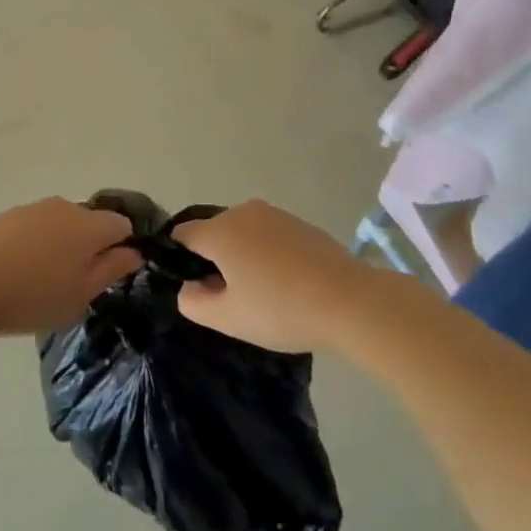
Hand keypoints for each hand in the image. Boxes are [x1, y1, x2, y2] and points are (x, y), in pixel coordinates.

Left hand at [0, 198, 140, 336]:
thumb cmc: (34, 296)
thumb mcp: (81, 295)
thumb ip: (111, 270)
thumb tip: (134, 252)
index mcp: (89, 225)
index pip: (121, 224)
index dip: (121, 247)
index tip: (109, 274)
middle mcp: (65, 207)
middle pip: (89, 222)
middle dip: (88, 246)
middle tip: (74, 283)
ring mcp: (33, 208)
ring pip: (60, 223)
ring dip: (60, 244)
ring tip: (42, 280)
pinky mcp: (7, 215)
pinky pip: (34, 227)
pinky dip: (34, 243)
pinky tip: (18, 270)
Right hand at [172, 200, 371, 353]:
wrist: (350, 300)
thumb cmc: (280, 309)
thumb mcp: (228, 319)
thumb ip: (193, 303)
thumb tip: (189, 287)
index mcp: (220, 231)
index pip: (182, 235)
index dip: (180, 260)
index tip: (195, 288)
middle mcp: (243, 212)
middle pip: (214, 232)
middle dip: (215, 260)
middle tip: (231, 298)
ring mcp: (275, 214)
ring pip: (243, 233)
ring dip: (243, 256)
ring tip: (263, 293)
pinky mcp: (300, 223)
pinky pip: (269, 235)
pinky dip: (268, 254)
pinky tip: (287, 283)